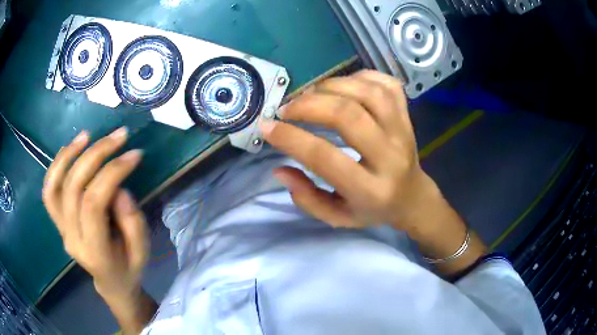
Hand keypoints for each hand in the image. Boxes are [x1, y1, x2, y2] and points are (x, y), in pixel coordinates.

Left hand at [42, 127, 148, 299]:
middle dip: (96, 155)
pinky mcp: (57, 220)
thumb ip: (132, 221)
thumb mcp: (142, 251)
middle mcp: (71, 238)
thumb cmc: (129, 268)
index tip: (134, 154)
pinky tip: (71, 148)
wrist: (110, 282)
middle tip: (119, 136)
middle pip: (74, 188)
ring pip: (55, 186)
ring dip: (69, 155)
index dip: (112, 173)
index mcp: (95, 252)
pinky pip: (50, 190)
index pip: (93, 204)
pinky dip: (57, 165)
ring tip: (88, 135)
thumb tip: (119, 188)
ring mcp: (61, 229)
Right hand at [261, 70, 435, 233]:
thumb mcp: (337, 217)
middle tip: (286, 109)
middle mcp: (391, 156)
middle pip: (348, 115)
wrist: (412, 197)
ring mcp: (403, 131)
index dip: (290, 138)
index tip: (267, 127)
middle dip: (308, 105)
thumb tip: (279, 169)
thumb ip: (307, 198)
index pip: (325, 157)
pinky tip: (343, 86)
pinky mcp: (408, 115)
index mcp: (371, 190)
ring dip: (332, 85)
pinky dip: (361, 76)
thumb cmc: (372, 209)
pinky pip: (386, 84)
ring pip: (368, 92)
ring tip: (311, 95)